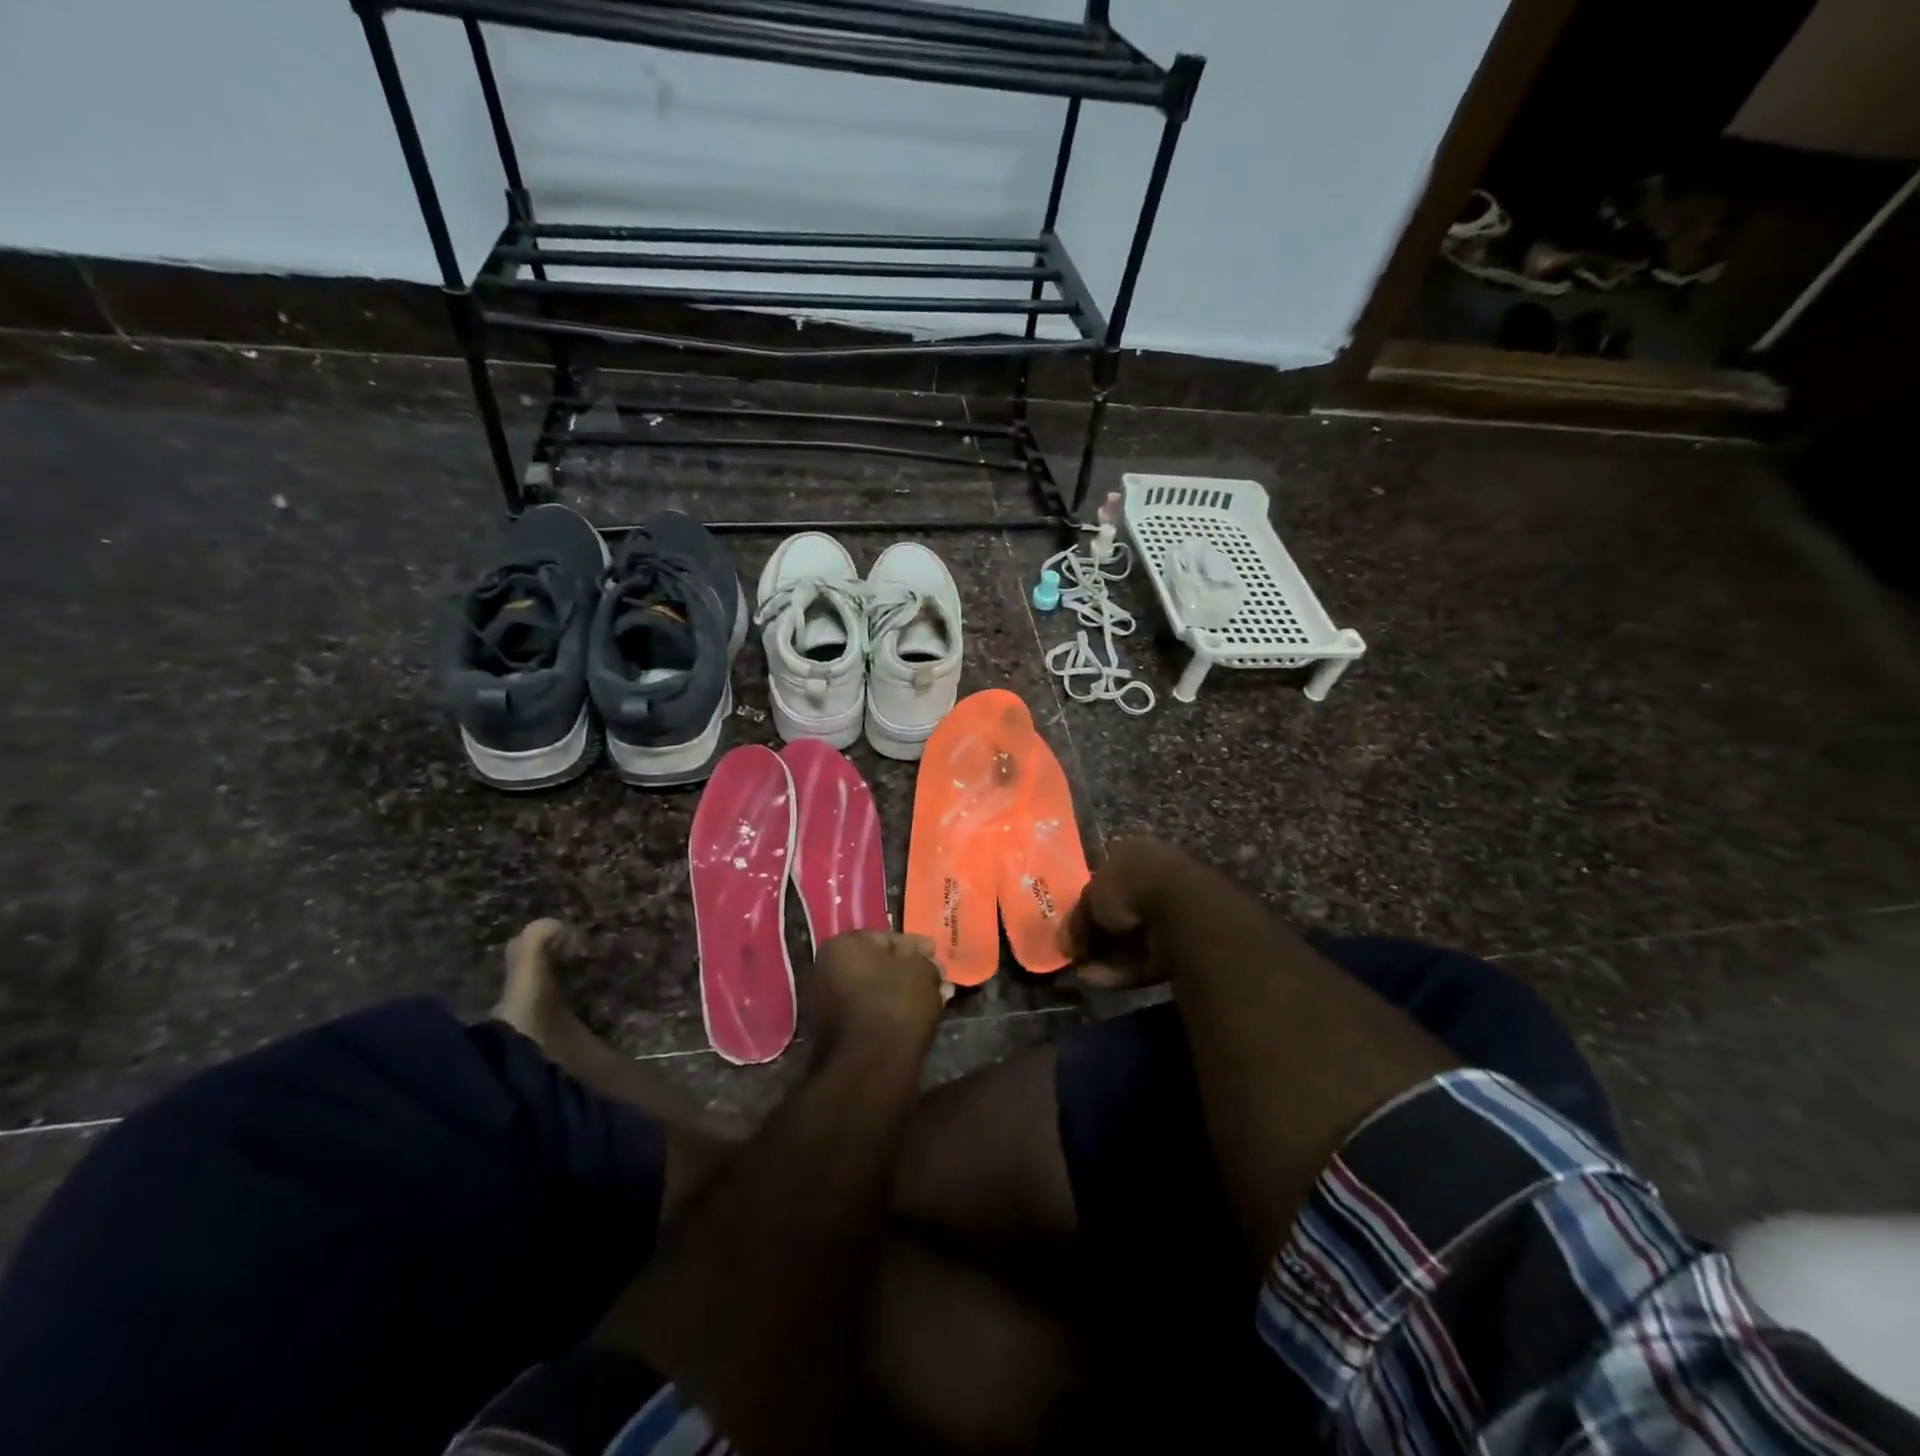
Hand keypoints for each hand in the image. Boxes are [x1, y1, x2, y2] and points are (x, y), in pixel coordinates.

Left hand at [810, 930, 948, 1057]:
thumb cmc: (895, 1003)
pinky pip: (868, 1013)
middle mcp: (825, 969)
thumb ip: (923, 958)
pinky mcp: (834, 1033)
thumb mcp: (921, 968)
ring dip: (903, 992)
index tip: (936, 955)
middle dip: (909, 971)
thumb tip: (924, 961)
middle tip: (938, 979)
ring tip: (935, 999)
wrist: (871, 1065)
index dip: (916, 946)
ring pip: (875, 990)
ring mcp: (825, 1003)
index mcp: (841, 945)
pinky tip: (916, 1017)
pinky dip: (890, 1012)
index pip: (886, 938)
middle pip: (878, 965)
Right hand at [1062, 837, 1209, 988]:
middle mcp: (1156, 880)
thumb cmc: (1128, 887)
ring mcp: (1173, 913)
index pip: (1106, 883)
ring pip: (1133, 940)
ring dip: (1106, 958)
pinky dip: (1123, 970)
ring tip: (1083, 973)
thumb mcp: (1089, 897)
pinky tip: (1099, 980)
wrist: (1179, 908)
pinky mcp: (1183, 945)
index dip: (1087, 908)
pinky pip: (1147, 958)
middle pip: (1120, 914)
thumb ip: (1076, 920)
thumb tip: (1065, 944)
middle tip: (1078, 955)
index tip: (1073, 930)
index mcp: (1135, 856)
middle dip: (1097, 938)